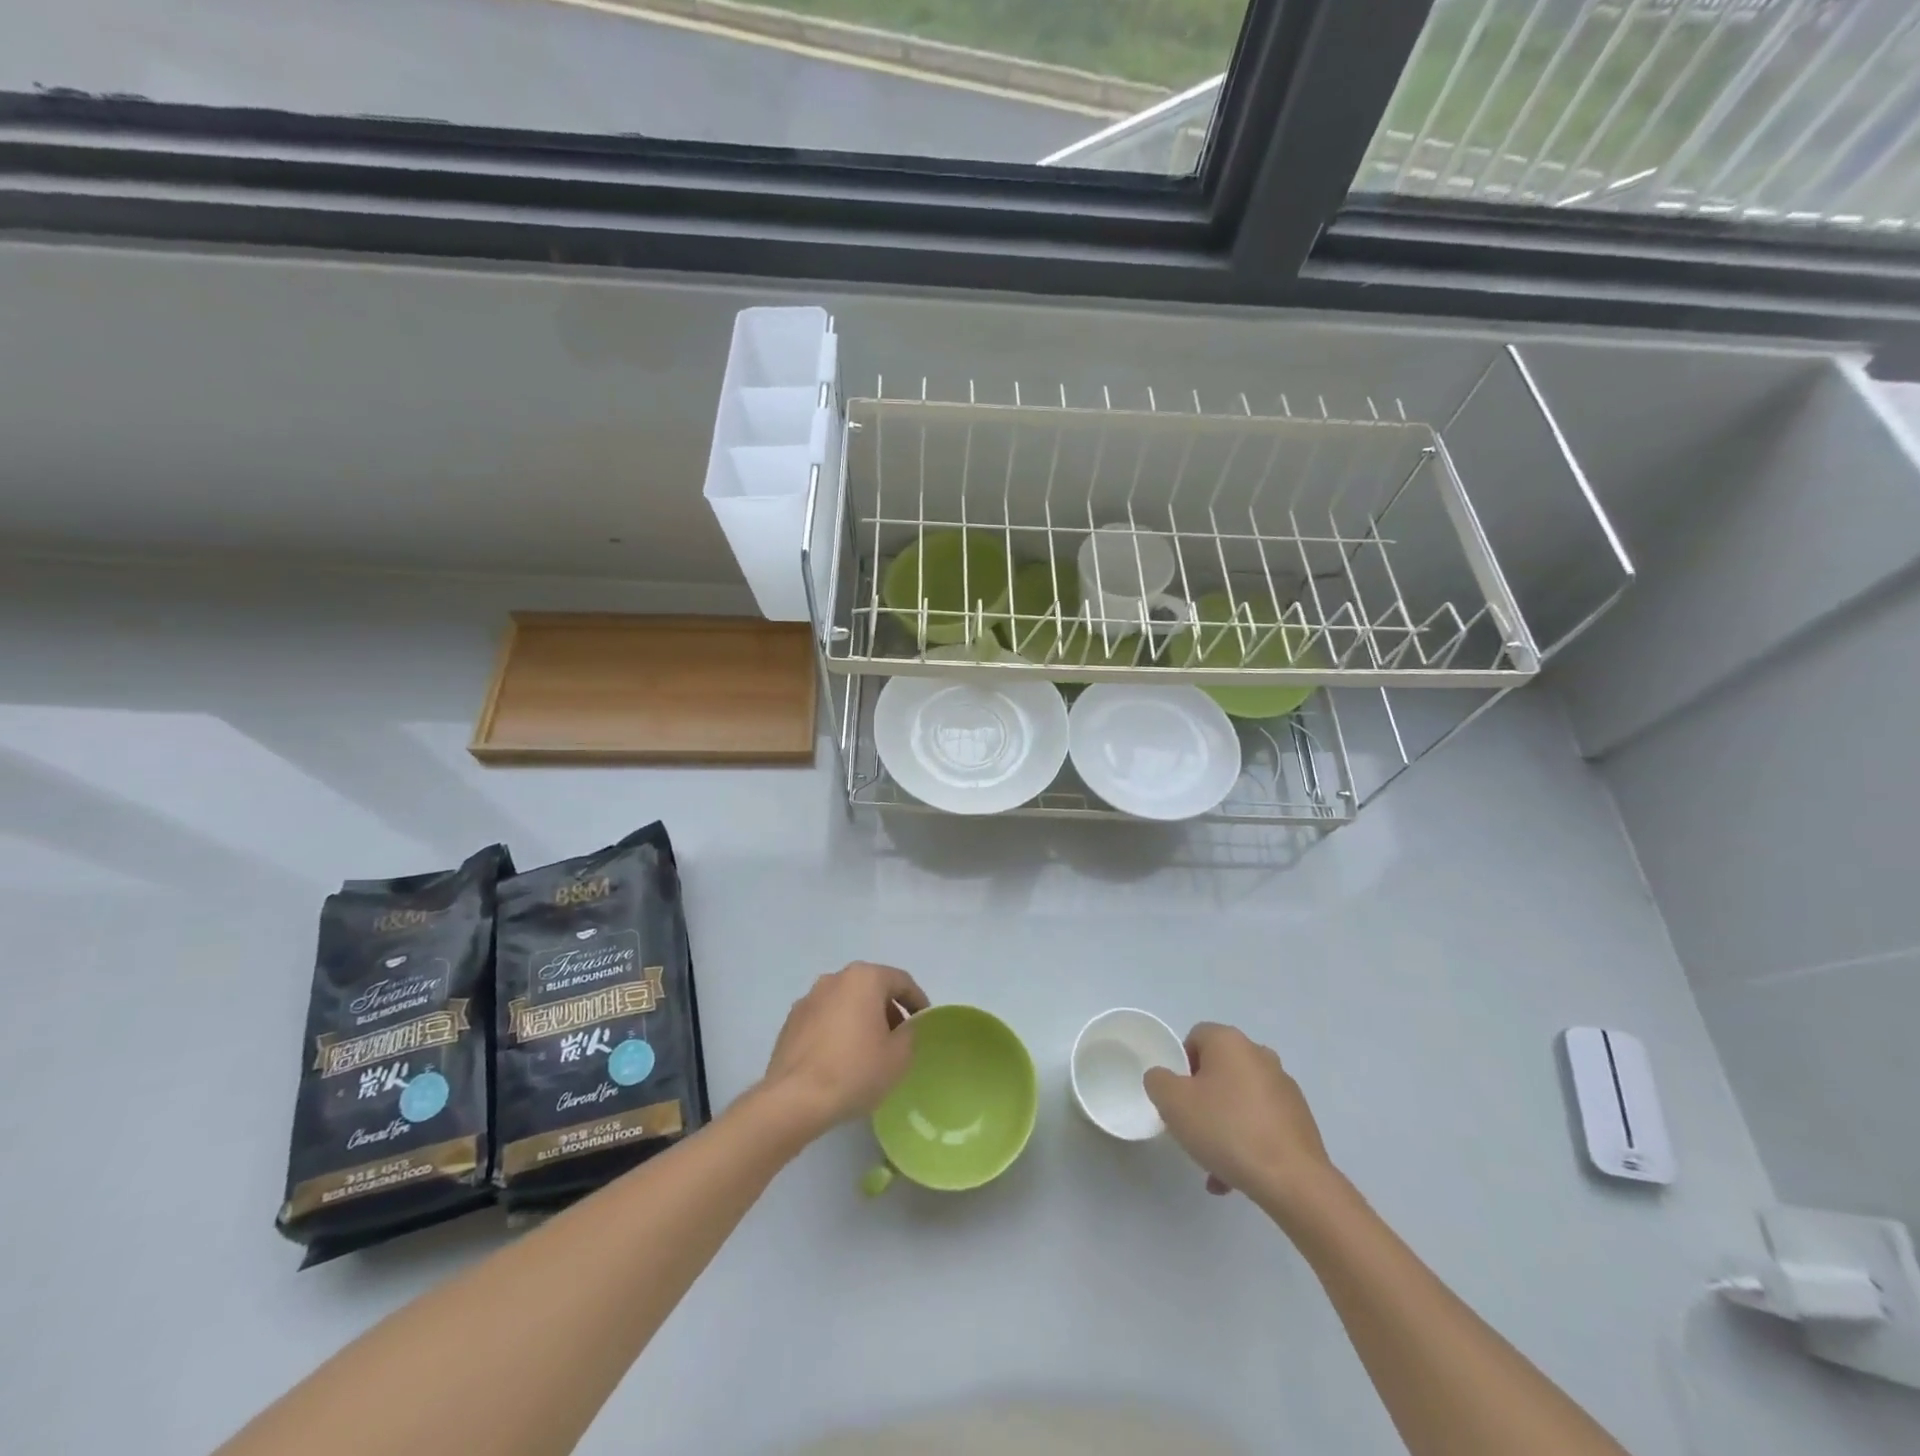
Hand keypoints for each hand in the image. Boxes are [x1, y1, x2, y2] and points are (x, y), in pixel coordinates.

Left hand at [758, 962, 927, 1140]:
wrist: (794, 1099)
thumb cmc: (854, 1071)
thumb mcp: (899, 1057)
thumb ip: (909, 1034)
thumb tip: (903, 1028)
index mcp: (864, 978)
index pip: (901, 981)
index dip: (918, 1000)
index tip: (924, 1021)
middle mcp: (834, 979)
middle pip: (871, 988)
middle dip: (888, 1009)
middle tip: (899, 1037)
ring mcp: (809, 999)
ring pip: (845, 1002)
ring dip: (861, 1018)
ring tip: (869, 1049)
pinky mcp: (791, 1022)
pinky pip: (824, 1018)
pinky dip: (837, 1030)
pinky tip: (841, 1058)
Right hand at [1144, 1022, 1335, 1210]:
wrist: (1293, 1180)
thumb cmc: (1226, 1129)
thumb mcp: (1172, 1102)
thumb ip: (1158, 1081)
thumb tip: (1164, 1079)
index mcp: (1230, 1041)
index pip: (1194, 1038)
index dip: (1180, 1066)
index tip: (1177, 1097)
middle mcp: (1259, 1054)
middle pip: (1217, 1070)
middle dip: (1201, 1098)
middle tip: (1191, 1128)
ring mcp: (1284, 1087)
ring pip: (1239, 1100)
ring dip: (1222, 1124)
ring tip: (1212, 1163)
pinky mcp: (1299, 1118)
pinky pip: (1260, 1122)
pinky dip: (1246, 1141)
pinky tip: (1235, 1176)